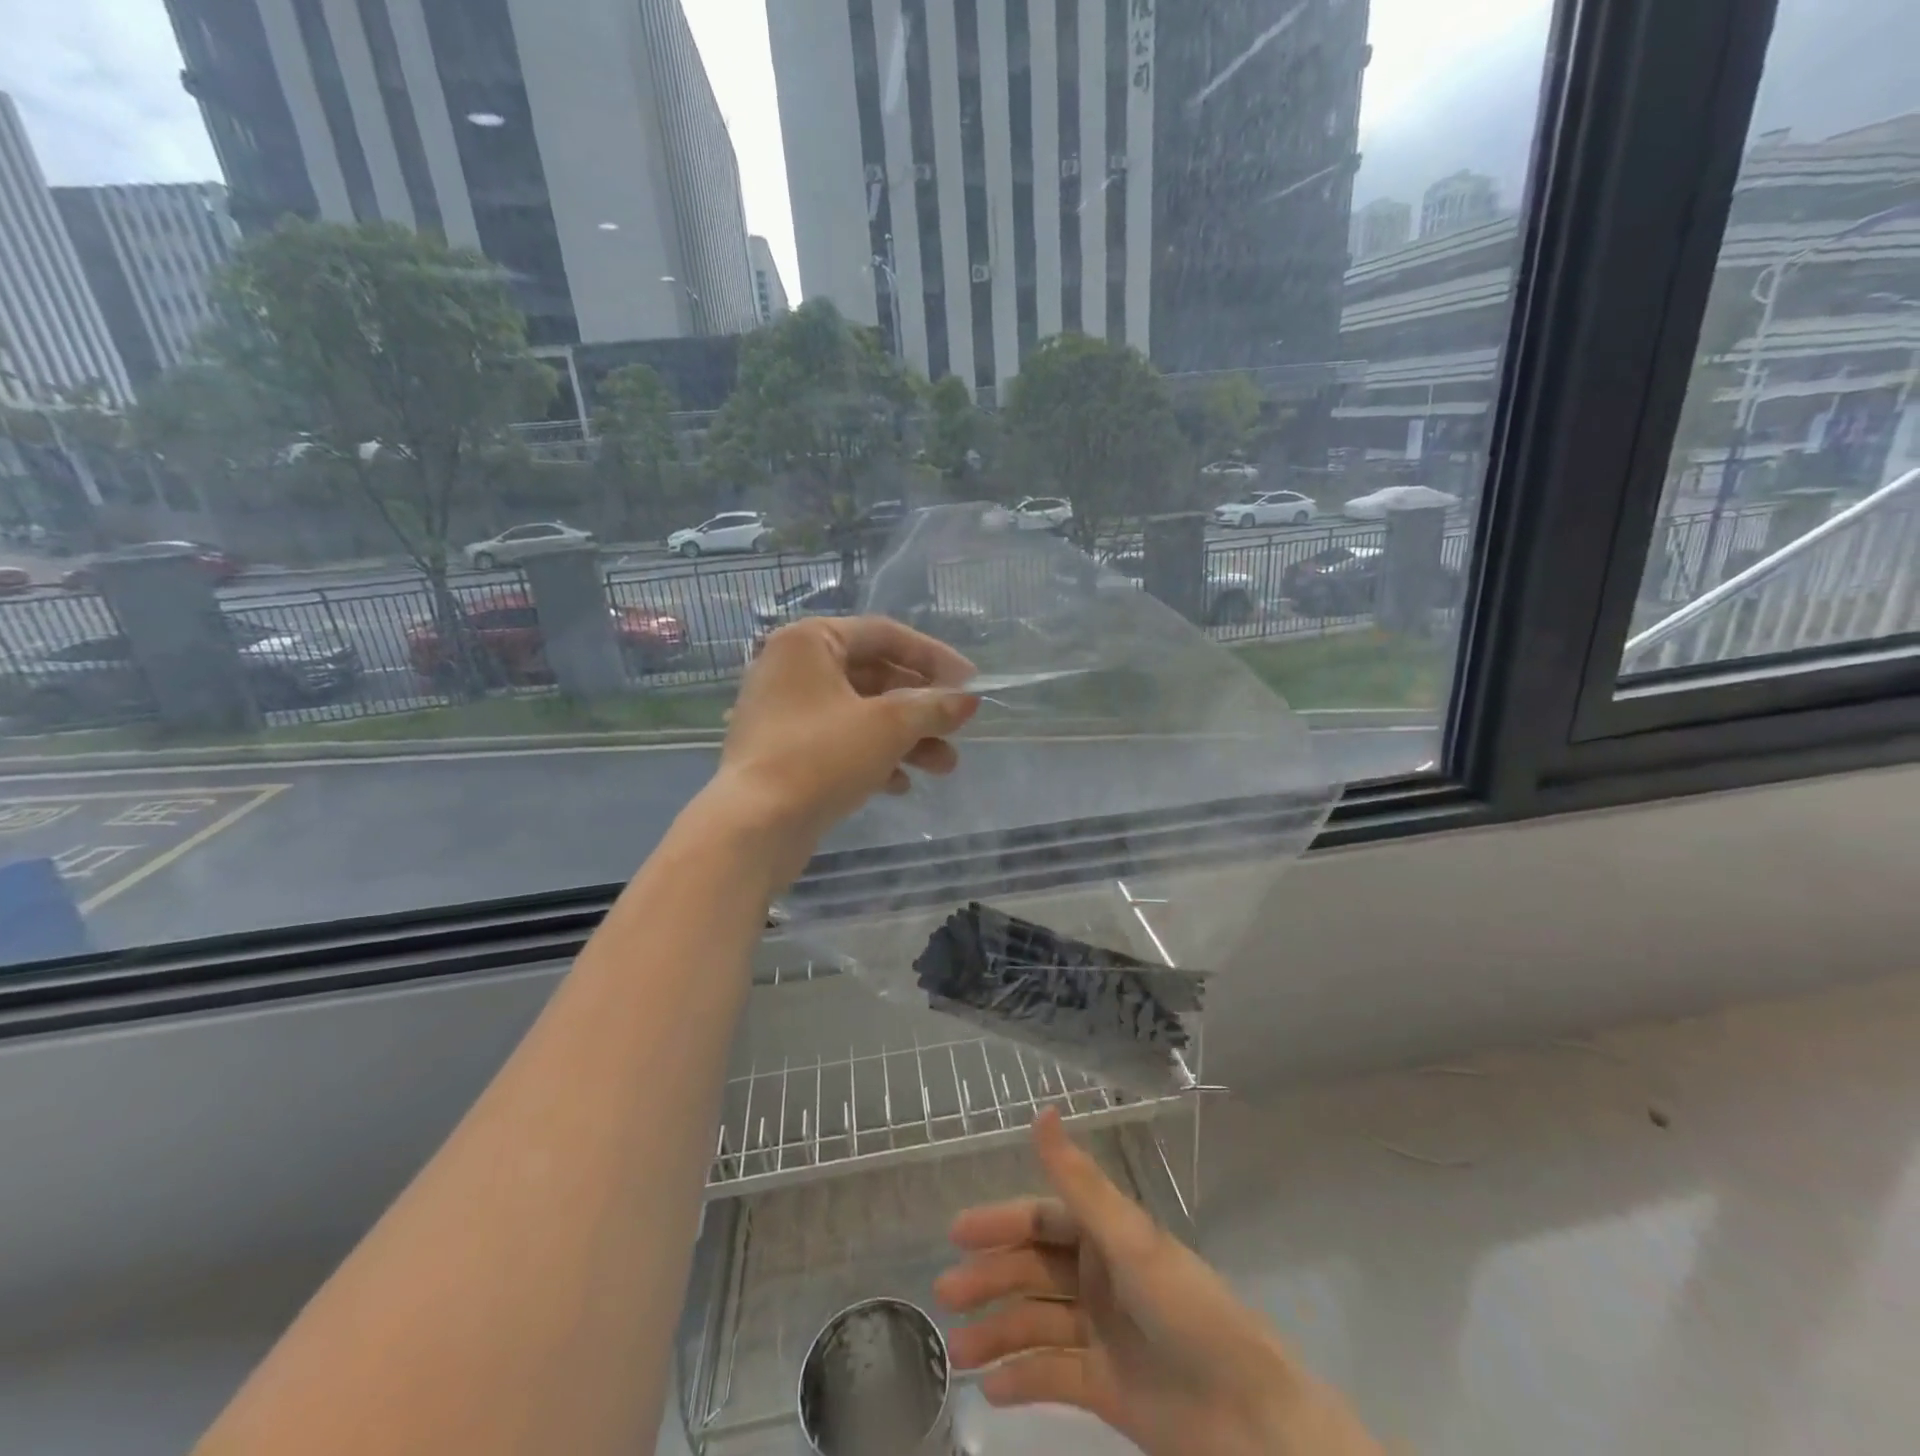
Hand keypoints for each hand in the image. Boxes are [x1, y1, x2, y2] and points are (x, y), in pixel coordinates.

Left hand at [707, 615, 979, 886]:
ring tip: (944, 767)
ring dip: (906, 738)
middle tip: (958, 730)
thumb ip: (933, 707)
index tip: (970, 683)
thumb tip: (968, 701)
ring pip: (860, 714)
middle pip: (874, 677)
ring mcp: (784, 712)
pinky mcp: (783, 752)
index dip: (933, 657)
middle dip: (921, 708)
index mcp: (809, 642)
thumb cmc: (822, 757)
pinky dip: (874, 757)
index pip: (884, 635)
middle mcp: (792, 668)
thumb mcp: (888, 726)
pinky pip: (839, 743)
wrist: (754, 827)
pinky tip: (901, 785)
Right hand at [936, 1110, 1380, 1455]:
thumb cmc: (1187, 1311)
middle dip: (990, 1279)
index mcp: (1106, 1237)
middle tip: (945, 1292)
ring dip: (996, 1333)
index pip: (1041, 1220)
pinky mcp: (1107, 1387)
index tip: (956, 1233)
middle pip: (1032, 1271)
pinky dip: (1021, 1380)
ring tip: (956, 1352)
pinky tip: (989, 1388)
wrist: (1249, 1417)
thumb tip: (1042, 1110)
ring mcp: (1102, 1333)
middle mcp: (1099, 1277)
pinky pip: (1053, 1376)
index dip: (1000, 1223)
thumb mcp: (1129, 1239)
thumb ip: (1079, 1180)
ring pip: (1036, 1324)